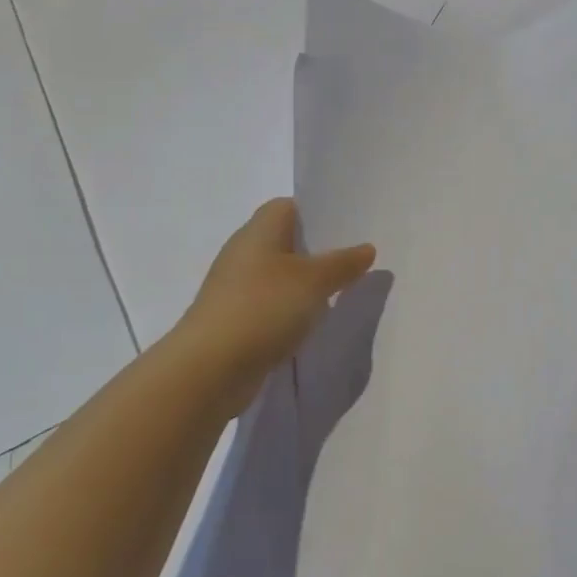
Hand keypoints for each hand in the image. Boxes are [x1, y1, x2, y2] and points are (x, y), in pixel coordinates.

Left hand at [171, 198, 375, 397]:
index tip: (348, 227)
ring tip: (341, 292)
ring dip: (306, 284)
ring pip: (280, 276)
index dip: (317, 212)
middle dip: (318, 251)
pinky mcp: (235, 320)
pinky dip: (291, 310)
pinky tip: (313, 323)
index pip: (288, 207)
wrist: (209, 370)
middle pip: (286, 241)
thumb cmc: (263, 308)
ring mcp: (236, 289)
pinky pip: (271, 305)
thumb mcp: (314, 281)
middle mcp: (244, 253)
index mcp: (258, 231)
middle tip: (355, 260)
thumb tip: (366, 248)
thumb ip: (343, 263)